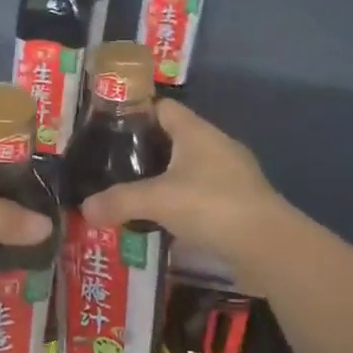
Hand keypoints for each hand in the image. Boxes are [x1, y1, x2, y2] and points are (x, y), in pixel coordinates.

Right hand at [79, 100, 292, 270]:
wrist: (268, 245)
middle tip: (114, 167)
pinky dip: (182, 202)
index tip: (108, 130)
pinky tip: (164, 220)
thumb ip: (119, 201)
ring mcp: (232, 174)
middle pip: (174, 138)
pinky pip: (202, 193)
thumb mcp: (156, 201)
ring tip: (134, 195)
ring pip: (189, 168)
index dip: (136, 113)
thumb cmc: (211, 205)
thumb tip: (85, 208)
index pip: (162, 107)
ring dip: (165, 180)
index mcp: (197, 132)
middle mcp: (216, 145)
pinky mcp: (239, 202)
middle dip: (146, 151)